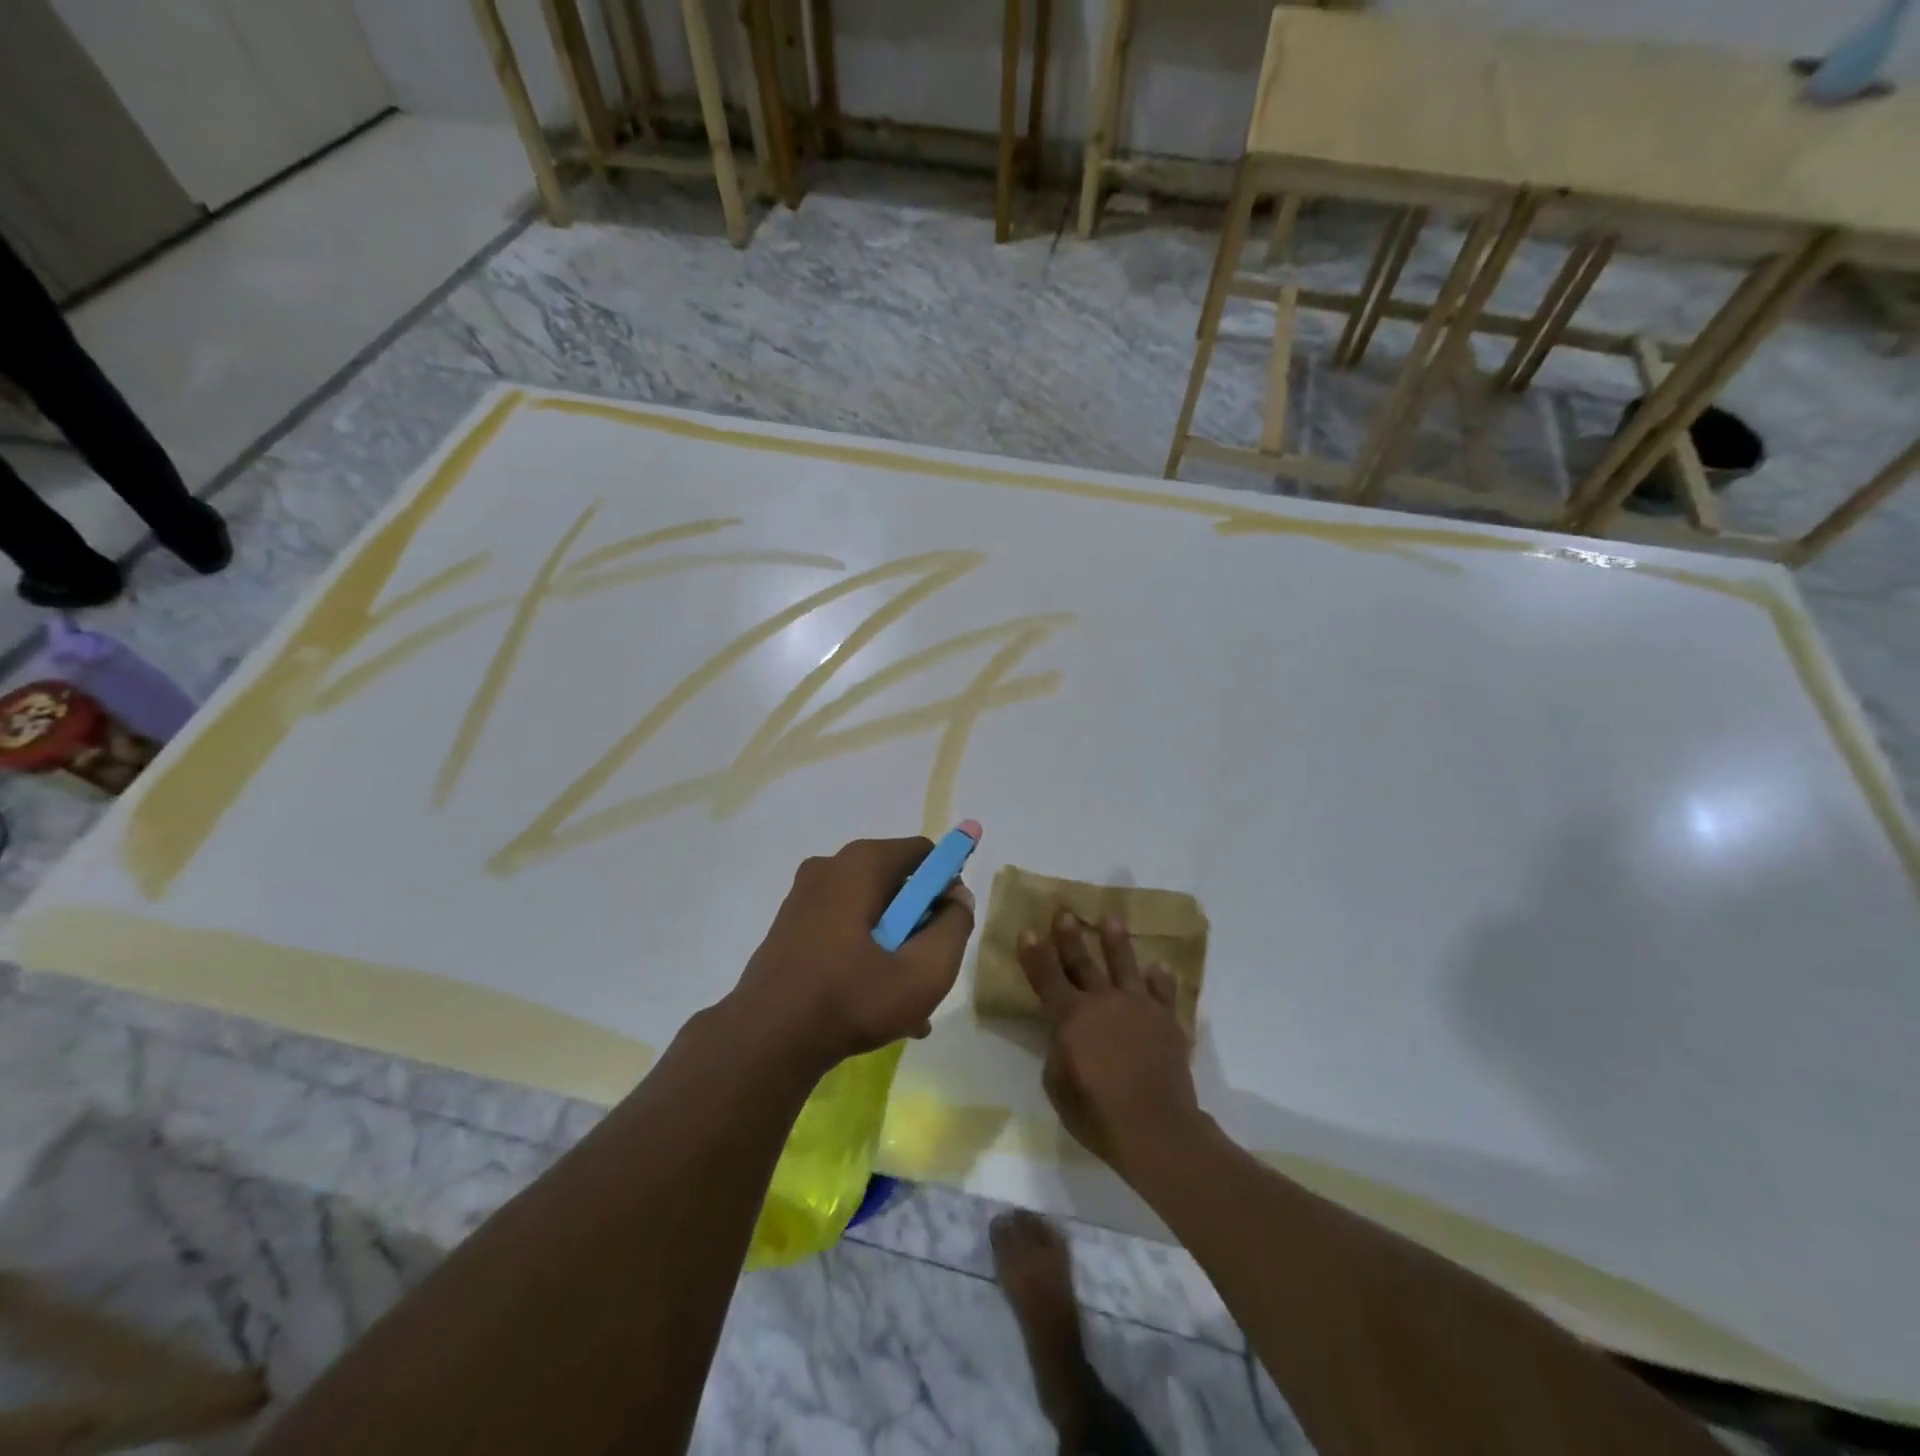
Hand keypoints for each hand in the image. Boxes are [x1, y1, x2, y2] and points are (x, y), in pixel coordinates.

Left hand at [732, 836, 975, 1074]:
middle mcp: (831, 867)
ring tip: (905, 1005)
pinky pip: (843, 929)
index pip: (925, 853)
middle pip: (897, 884)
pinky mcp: (790, 925)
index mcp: (861, 863)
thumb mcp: (925, 970)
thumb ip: (955, 926)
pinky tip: (872, 1004)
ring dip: (894, 948)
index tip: (948, 929)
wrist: (764, 1041)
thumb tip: (957, 897)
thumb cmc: (851, 998)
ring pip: (871, 913)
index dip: (947, 886)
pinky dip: (864, 955)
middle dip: (920, 925)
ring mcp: (805, 896)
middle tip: (927, 971)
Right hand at [1018, 911, 1201, 1180]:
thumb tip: (1065, 1036)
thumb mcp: (1058, 1086)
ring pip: (1125, 965)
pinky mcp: (1166, 1021)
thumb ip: (1058, 1051)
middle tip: (1065, 912)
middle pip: (1082, 963)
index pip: (1046, 977)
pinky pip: (1164, 993)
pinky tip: (1161, 967)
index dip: (1035, 954)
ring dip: (1116, 941)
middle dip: (1071, 937)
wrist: (1155, 1127)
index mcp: (1070, 1017)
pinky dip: (1162, 979)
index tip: (1029, 930)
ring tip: (1112, 918)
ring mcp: (1138, 1007)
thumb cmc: (1097, 1113)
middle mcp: (1103, 1002)